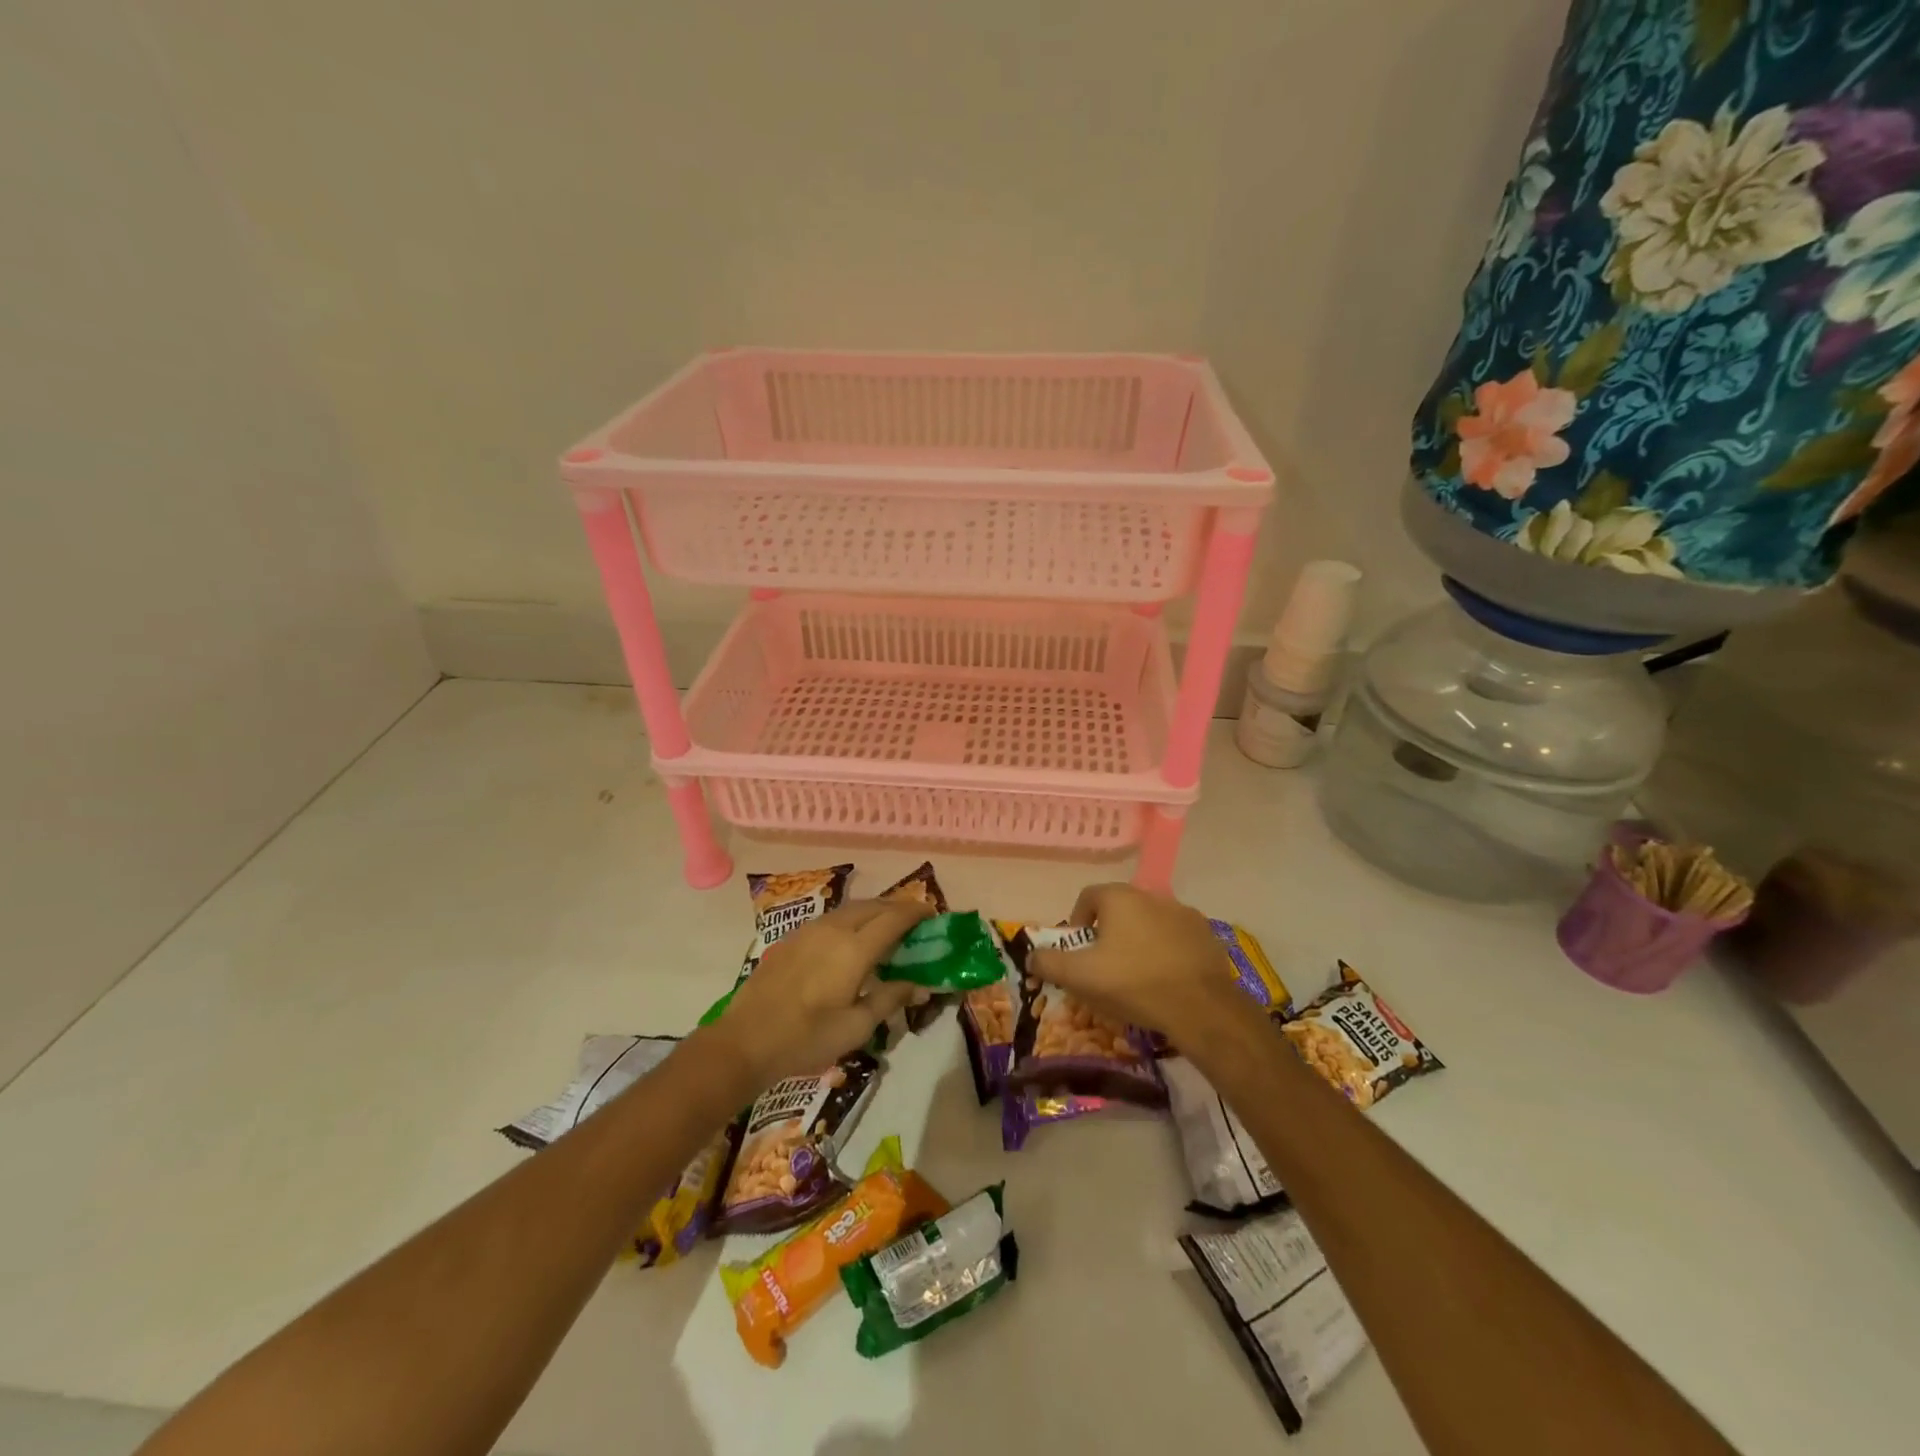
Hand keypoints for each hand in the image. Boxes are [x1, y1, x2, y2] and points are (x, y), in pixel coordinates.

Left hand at [710, 897, 933, 1090]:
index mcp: (854, 949)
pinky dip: (851, 921)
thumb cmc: (806, 1039)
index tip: (933, 915)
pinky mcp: (792, 938)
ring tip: (886, 930)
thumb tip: (920, 984)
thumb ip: (890, 998)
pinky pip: (831, 919)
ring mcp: (809, 930)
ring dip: (873, 912)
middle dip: (897, 908)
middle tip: (914, 923)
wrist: (744, 1041)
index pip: (894, 918)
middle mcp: (834, 929)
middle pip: (873, 906)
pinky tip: (850, 942)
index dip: (916, 913)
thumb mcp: (856, 1026)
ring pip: (850, 909)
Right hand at [1028, 882, 1249, 1047]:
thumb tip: (1030, 956)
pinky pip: (1176, 937)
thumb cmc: (1133, 983)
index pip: (1087, 897)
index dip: (1077, 923)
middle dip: (1108, 933)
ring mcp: (1183, 912)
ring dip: (1139, 940)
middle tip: (1105, 967)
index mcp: (1119, 897)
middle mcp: (1151, 895)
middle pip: (1119, 909)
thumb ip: (1049, 963)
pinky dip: (1167, 950)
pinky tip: (1166, 978)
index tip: (1079, 952)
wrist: (1201, 1006)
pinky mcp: (1206, 933)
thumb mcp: (1080, 977)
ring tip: (1137, 975)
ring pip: (1149, 922)